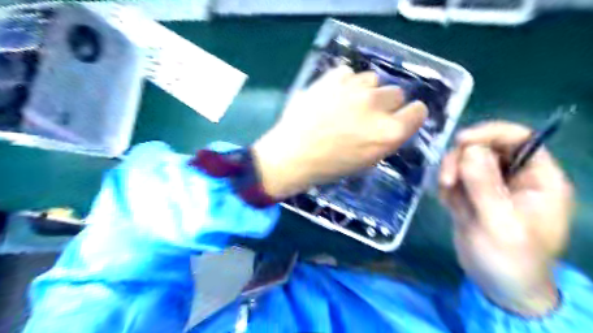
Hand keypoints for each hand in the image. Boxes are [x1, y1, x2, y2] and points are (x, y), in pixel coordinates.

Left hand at [254, 67, 425, 198]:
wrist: (292, 154)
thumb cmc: (329, 165)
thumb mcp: (367, 160)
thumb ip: (386, 137)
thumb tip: (394, 120)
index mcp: (389, 132)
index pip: (418, 111)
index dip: (409, 114)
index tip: (400, 117)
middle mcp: (377, 105)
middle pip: (397, 93)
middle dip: (385, 104)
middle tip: (367, 115)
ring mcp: (354, 88)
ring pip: (373, 80)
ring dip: (365, 91)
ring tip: (346, 104)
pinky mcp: (333, 77)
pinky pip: (349, 73)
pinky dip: (344, 83)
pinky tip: (332, 96)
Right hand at [440, 121, 574, 315]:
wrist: (498, 285)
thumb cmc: (510, 259)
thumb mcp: (500, 224)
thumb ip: (485, 186)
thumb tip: (470, 149)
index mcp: (538, 179)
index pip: (519, 138)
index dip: (490, 133)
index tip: (460, 141)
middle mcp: (515, 177)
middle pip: (486, 146)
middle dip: (462, 157)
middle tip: (446, 179)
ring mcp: (490, 185)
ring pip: (465, 160)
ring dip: (451, 171)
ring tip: (445, 193)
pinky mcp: (471, 194)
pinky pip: (455, 176)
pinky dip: (446, 184)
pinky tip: (446, 202)